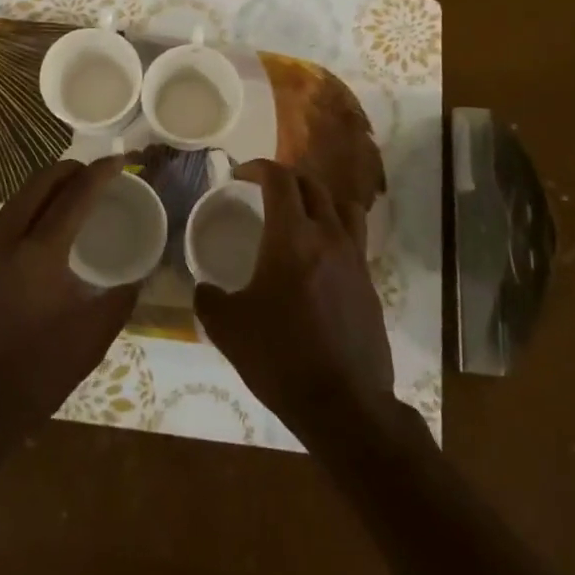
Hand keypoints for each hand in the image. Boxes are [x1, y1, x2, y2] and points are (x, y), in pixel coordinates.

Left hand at [0, 157, 139, 440]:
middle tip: (93, 170)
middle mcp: (7, 241)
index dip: (99, 174)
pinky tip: (41, 226)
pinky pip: (4, 222)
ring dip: (44, 187)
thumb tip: (138, 275)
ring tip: (70, 189)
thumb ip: (120, 299)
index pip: (74, 197)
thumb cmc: (37, 374)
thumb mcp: (92, 339)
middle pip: (37, 186)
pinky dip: (28, 208)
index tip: (120, 160)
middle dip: (67, 170)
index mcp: (39, 253)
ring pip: (16, 201)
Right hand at [194, 160, 396, 447]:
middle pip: (312, 185)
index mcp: (291, 238)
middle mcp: (328, 237)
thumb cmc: (281, 358)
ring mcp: (355, 259)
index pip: (280, 179)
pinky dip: (335, 231)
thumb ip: (209, 299)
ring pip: (343, 206)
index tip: (240, 176)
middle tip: (264, 193)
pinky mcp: (370, 283)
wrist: (344, 405)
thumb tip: (204, 288)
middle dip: (286, 179)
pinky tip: (318, 258)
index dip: (258, 168)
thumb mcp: (228, 329)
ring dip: (318, 200)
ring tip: (300, 215)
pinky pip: (354, 238)